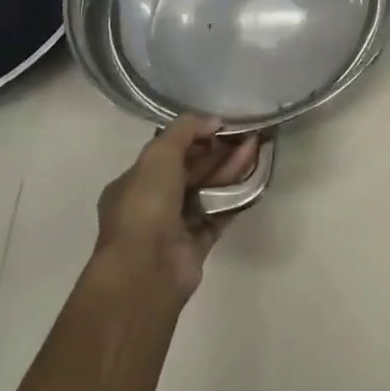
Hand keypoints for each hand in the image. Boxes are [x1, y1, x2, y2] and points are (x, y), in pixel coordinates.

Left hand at [95, 118, 258, 302]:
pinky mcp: (195, 247)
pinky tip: (253, 181)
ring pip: (206, 192)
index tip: (220, 125)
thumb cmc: (145, 205)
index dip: (194, 137)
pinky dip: (234, 199)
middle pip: (190, 171)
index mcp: (134, 182)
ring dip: (229, 171)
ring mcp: (173, 227)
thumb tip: (213, 120)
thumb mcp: (159, 153)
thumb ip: (186, 130)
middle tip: (245, 135)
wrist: (146, 270)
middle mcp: (151, 204)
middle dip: (217, 152)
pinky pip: (218, 216)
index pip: (167, 152)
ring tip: (255, 150)